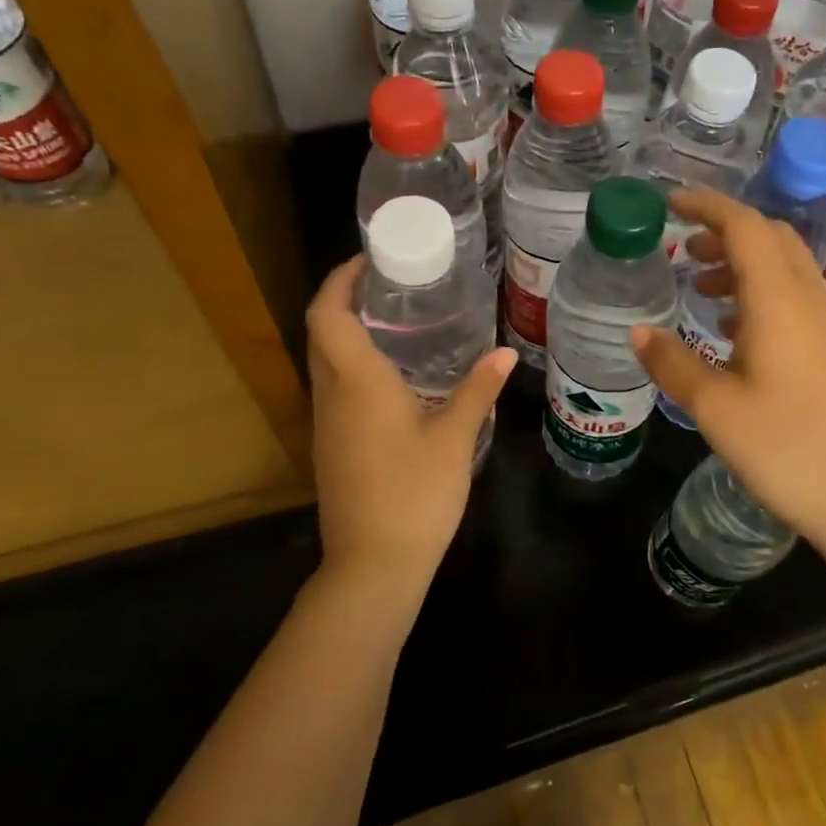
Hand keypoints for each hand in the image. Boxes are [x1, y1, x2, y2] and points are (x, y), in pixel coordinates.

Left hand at [305, 257, 514, 599]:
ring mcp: (325, 426)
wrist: (373, 564)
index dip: (339, 280)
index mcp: (356, 383)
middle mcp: (330, 396)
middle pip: (321, 334)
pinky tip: (394, 382)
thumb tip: (504, 354)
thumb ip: (477, 391)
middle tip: (389, 289)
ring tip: (396, 327)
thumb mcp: (454, 438)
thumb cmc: (414, 494)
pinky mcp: (331, 449)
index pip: (326, 314)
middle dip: (345, 302)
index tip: (368, 261)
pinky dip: (354, 370)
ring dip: (348, 336)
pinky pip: (335, 392)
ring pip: (325, 364)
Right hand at [631, 189, 825, 566]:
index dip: (706, 206)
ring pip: (786, 267)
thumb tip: (637, 330)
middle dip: (724, 233)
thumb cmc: (784, 450)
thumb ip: (672, 362)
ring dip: (743, 263)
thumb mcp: (715, 408)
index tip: (669, 205)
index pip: (745, 227)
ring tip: (701, 288)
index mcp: (779, 301)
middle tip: (683, 251)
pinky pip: (797, 296)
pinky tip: (736, 330)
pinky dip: (761, 291)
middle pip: (770, 238)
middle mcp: (811, 299)